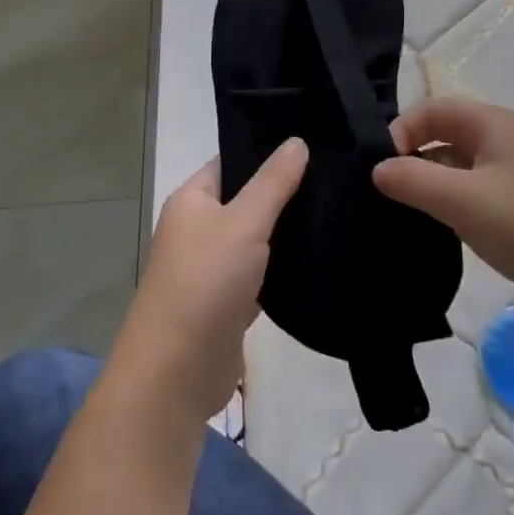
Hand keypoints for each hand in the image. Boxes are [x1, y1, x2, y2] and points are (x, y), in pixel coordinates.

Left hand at [110, 141, 308, 424]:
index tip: (313, 142)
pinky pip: (261, 274)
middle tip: (335, 175)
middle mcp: (199, 229)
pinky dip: (283, 269)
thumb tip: (297, 141)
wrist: (177, 373)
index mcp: (192, 201)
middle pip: (246, 200)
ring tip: (336, 209)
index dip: (266, 151)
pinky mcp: (229, 303)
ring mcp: (213, 268)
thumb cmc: (205, 282)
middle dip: (284, 192)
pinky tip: (319, 256)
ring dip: (286, 232)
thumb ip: (273, 183)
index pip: (231, 162)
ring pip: (256, 239)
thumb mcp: (244, 223)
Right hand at [373, 98, 513, 340]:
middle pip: (444, 136)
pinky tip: (428, 230)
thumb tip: (376, 169)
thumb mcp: (462, 199)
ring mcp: (511, 178)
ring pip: (455, 169)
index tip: (380, 166)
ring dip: (427, 184)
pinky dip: (446, 206)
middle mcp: (502, 142)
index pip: (434, 109)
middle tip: (381, 190)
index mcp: (493, 124)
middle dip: (411, 156)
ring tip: (396, 211)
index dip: (402, 129)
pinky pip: (469, 197)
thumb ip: (413, 179)